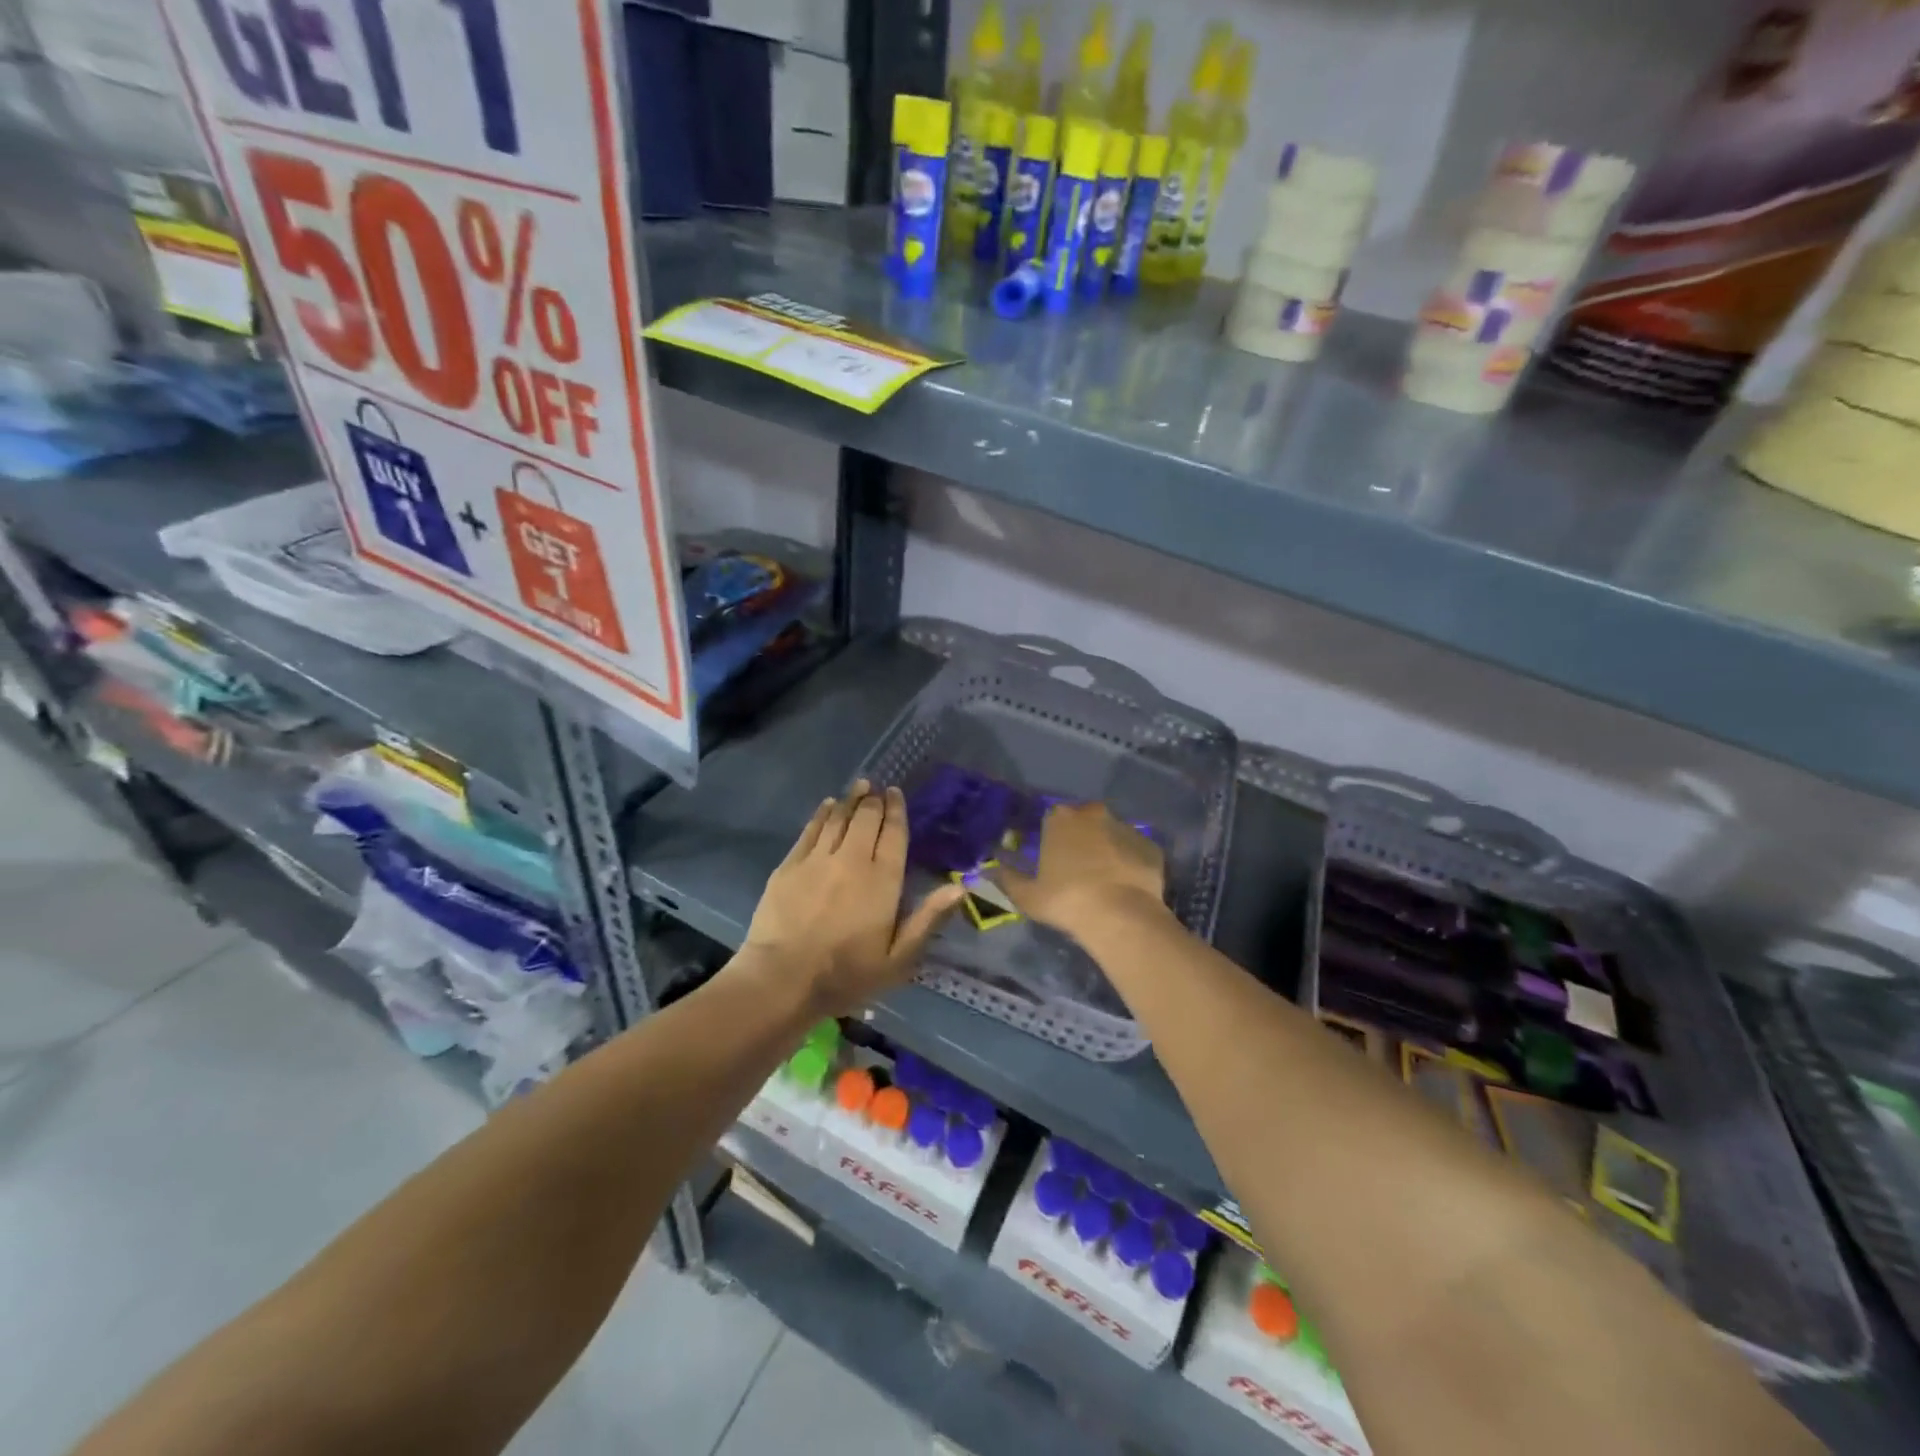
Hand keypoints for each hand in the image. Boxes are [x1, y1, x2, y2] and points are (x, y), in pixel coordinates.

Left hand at [738, 781, 965, 1016]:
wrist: (782, 979)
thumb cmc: (846, 975)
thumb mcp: (898, 959)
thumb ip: (928, 919)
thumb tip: (960, 887)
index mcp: (883, 880)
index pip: (894, 834)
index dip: (896, 810)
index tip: (896, 793)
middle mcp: (852, 860)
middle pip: (866, 819)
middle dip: (873, 800)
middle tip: (876, 788)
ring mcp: (817, 859)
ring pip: (838, 819)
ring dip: (850, 800)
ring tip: (858, 787)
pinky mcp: (790, 865)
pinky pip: (810, 830)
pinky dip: (822, 814)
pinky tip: (827, 806)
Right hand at [993, 801, 1169, 937]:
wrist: (1121, 916)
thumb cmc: (1066, 900)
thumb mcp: (1026, 895)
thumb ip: (1007, 878)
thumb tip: (989, 870)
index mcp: (1060, 819)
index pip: (1052, 819)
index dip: (1052, 838)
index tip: (1051, 859)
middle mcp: (1094, 814)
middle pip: (1084, 821)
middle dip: (1080, 838)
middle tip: (1077, 868)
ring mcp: (1126, 827)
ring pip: (1111, 834)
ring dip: (1106, 849)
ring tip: (1104, 880)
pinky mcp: (1150, 846)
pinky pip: (1134, 851)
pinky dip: (1130, 862)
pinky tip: (1126, 886)